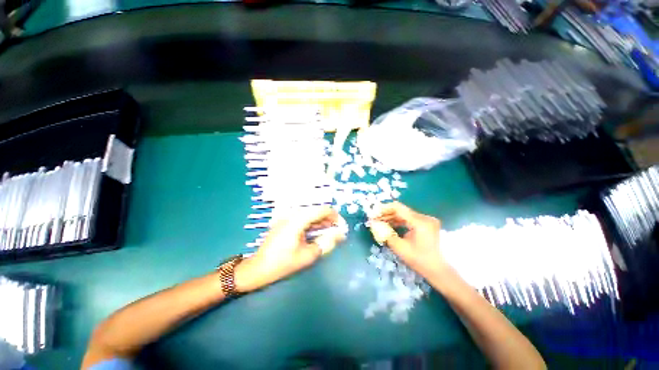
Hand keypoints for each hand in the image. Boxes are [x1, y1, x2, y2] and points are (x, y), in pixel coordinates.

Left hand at [235, 206, 346, 292]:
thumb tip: (341, 234)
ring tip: (330, 233)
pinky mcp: (285, 221)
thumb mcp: (308, 255)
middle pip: (316, 211)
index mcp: (298, 219)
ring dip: (321, 222)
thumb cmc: (283, 263)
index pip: (322, 210)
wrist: (257, 268)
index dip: (335, 216)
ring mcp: (288, 217)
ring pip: (310, 214)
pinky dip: (312, 224)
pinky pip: (303, 218)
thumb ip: (326, 242)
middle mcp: (293, 213)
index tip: (342, 227)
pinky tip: (317, 233)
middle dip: (329, 220)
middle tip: (338, 232)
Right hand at [368, 202, 445, 278]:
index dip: (383, 209)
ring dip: (391, 217)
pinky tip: (390, 225)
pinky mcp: (426, 224)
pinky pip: (409, 219)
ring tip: (379, 222)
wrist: (441, 270)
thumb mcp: (400, 248)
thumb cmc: (420, 261)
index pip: (397, 208)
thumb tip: (374, 224)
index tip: (372, 213)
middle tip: (374, 218)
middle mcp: (424, 217)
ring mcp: (426, 220)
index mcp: (419, 221)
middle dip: (385, 213)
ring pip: (404, 214)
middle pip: (401, 210)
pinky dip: (398, 221)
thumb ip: (386, 234)